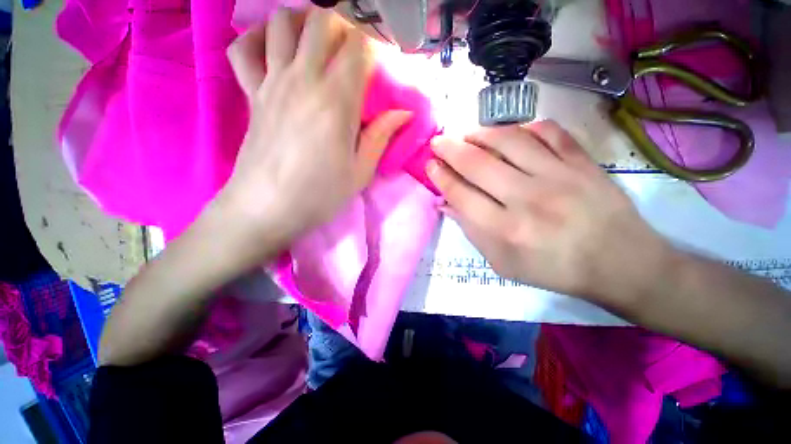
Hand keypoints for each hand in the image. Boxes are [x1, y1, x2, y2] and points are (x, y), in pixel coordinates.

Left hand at [219, 8, 411, 253]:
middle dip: (342, 23)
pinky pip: (244, 49)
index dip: (373, 42)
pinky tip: (274, 50)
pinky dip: (258, 38)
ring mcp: (272, 82)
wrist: (267, 208)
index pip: (358, 46)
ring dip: (303, 22)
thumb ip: (381, 137)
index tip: (381, 58)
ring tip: (317, 42)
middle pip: (320, 20)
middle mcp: (303, 80)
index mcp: (337, 101)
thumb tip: (404, 113)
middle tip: (353, 46)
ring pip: (282, 22)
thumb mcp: (360, 172)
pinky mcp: (252, 93)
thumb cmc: (320, 195)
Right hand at [427, 121, 667, 305]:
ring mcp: (558, 175)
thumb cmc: (553, 269)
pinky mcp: (582, 162)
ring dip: (480, 133)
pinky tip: (512, 134)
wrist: (620, 263)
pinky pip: (548, 131)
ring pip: (509, 140)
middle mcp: (527, 198)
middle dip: (449, 149)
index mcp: (505, 229)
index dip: (441, 177)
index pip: (461, 194)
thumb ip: (471, 232)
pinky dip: (525, 127)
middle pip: (477, 163)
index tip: (430, 165)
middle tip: (438, 142)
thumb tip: (446, 204)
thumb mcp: (503, 262)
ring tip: (468, 135)